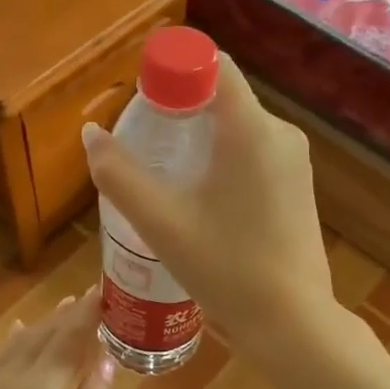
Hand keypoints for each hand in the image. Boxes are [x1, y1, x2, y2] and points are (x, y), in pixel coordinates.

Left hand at [0, 294, 115, 388]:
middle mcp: (11, 380)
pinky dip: (18, 340)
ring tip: (68, 304)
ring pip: (22, 344)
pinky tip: (21, 332)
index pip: (69, 340)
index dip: (89, 314)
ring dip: (47, 323)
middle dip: (70, 314)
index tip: (108, 290)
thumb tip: (107, 363)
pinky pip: (1, 357)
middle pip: (45, 336)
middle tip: (96, 294)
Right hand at [82, 54, 337, 362]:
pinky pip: (254, 154)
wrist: (291, 322)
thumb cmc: (225, 268)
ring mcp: (295, 161)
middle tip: (143, 147)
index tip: (141, 102)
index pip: (211, 66)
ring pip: (237, 129)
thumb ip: (119, 175)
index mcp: (251, 129)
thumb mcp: (161, 223)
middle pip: (222, 98)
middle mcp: (280, 133)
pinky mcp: (298, 186)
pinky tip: (201, 201)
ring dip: (199, 140)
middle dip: (178, 112)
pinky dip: (222, 161)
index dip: (172, 71)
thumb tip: (91, 133)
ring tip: (166, 178)